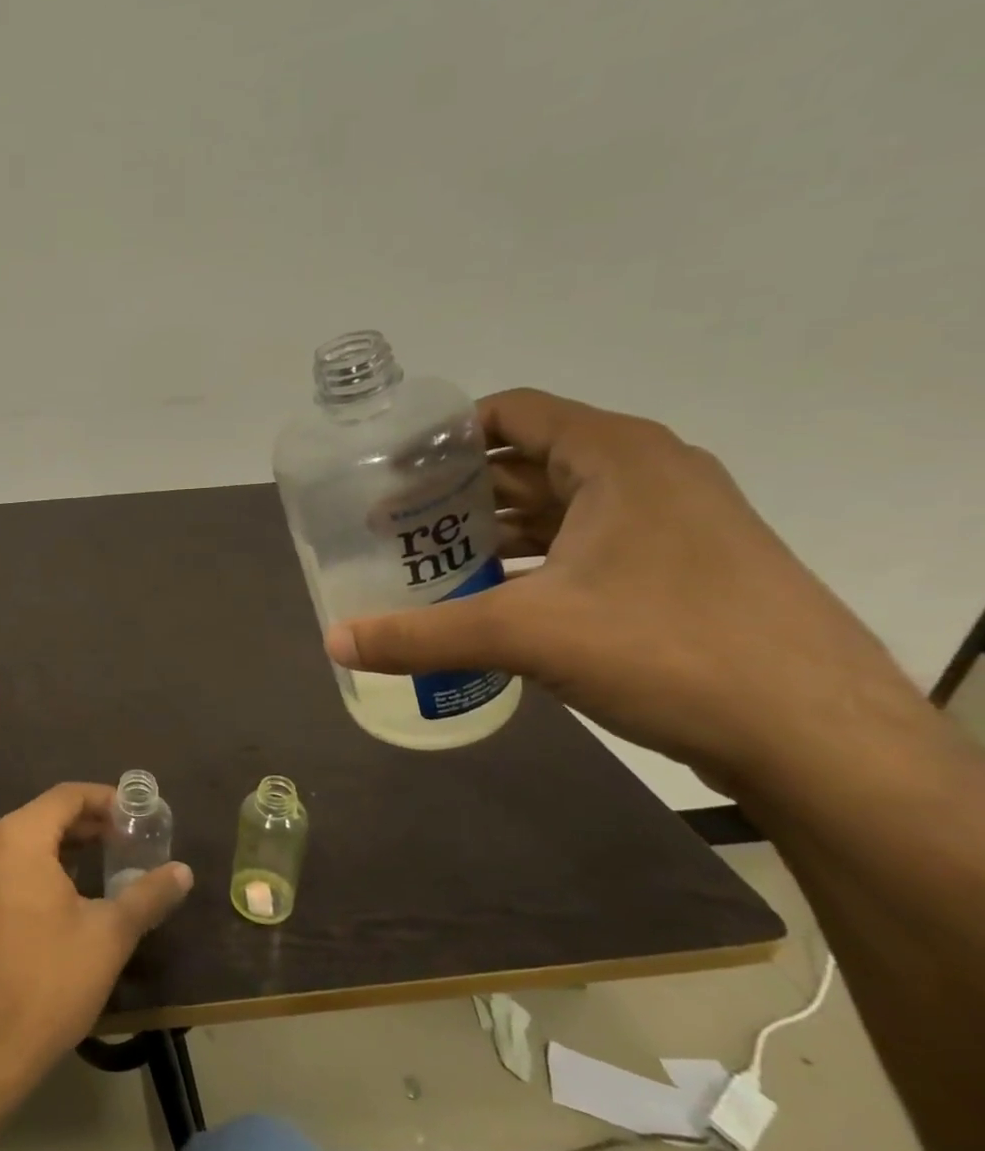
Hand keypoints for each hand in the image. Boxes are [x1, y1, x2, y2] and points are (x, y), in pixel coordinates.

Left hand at [0, 782, 192, 1087]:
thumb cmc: (51, 981)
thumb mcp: (109, 934)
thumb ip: (148, 894)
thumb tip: (183, 871)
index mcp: (16, 838)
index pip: (66, 796)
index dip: (105, 799)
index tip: (138, 814)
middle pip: (44, 814)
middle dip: (89, 822)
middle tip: (130, 838)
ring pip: (25, 837)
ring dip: (66, 842)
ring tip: (108, 858)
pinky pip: (8, 860)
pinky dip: (40, 861)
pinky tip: (70, 885)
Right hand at [325, 388, 928, 797]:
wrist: (818, 737)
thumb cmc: (668, 649)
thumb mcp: (525, 635)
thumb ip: (420, 635)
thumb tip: (333, 643)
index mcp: (616, 457)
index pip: (510, 413)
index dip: (443, 435)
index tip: (386, 469)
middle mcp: (647, 476)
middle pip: (526, 461)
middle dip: (455, 491)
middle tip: (390, 524)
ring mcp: (670, 525)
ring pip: (556, 508)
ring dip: (491, 531)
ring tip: (426, 561)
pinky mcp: (679, 571)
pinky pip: (584, 546)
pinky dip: (531, 562)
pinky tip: (488, 598)